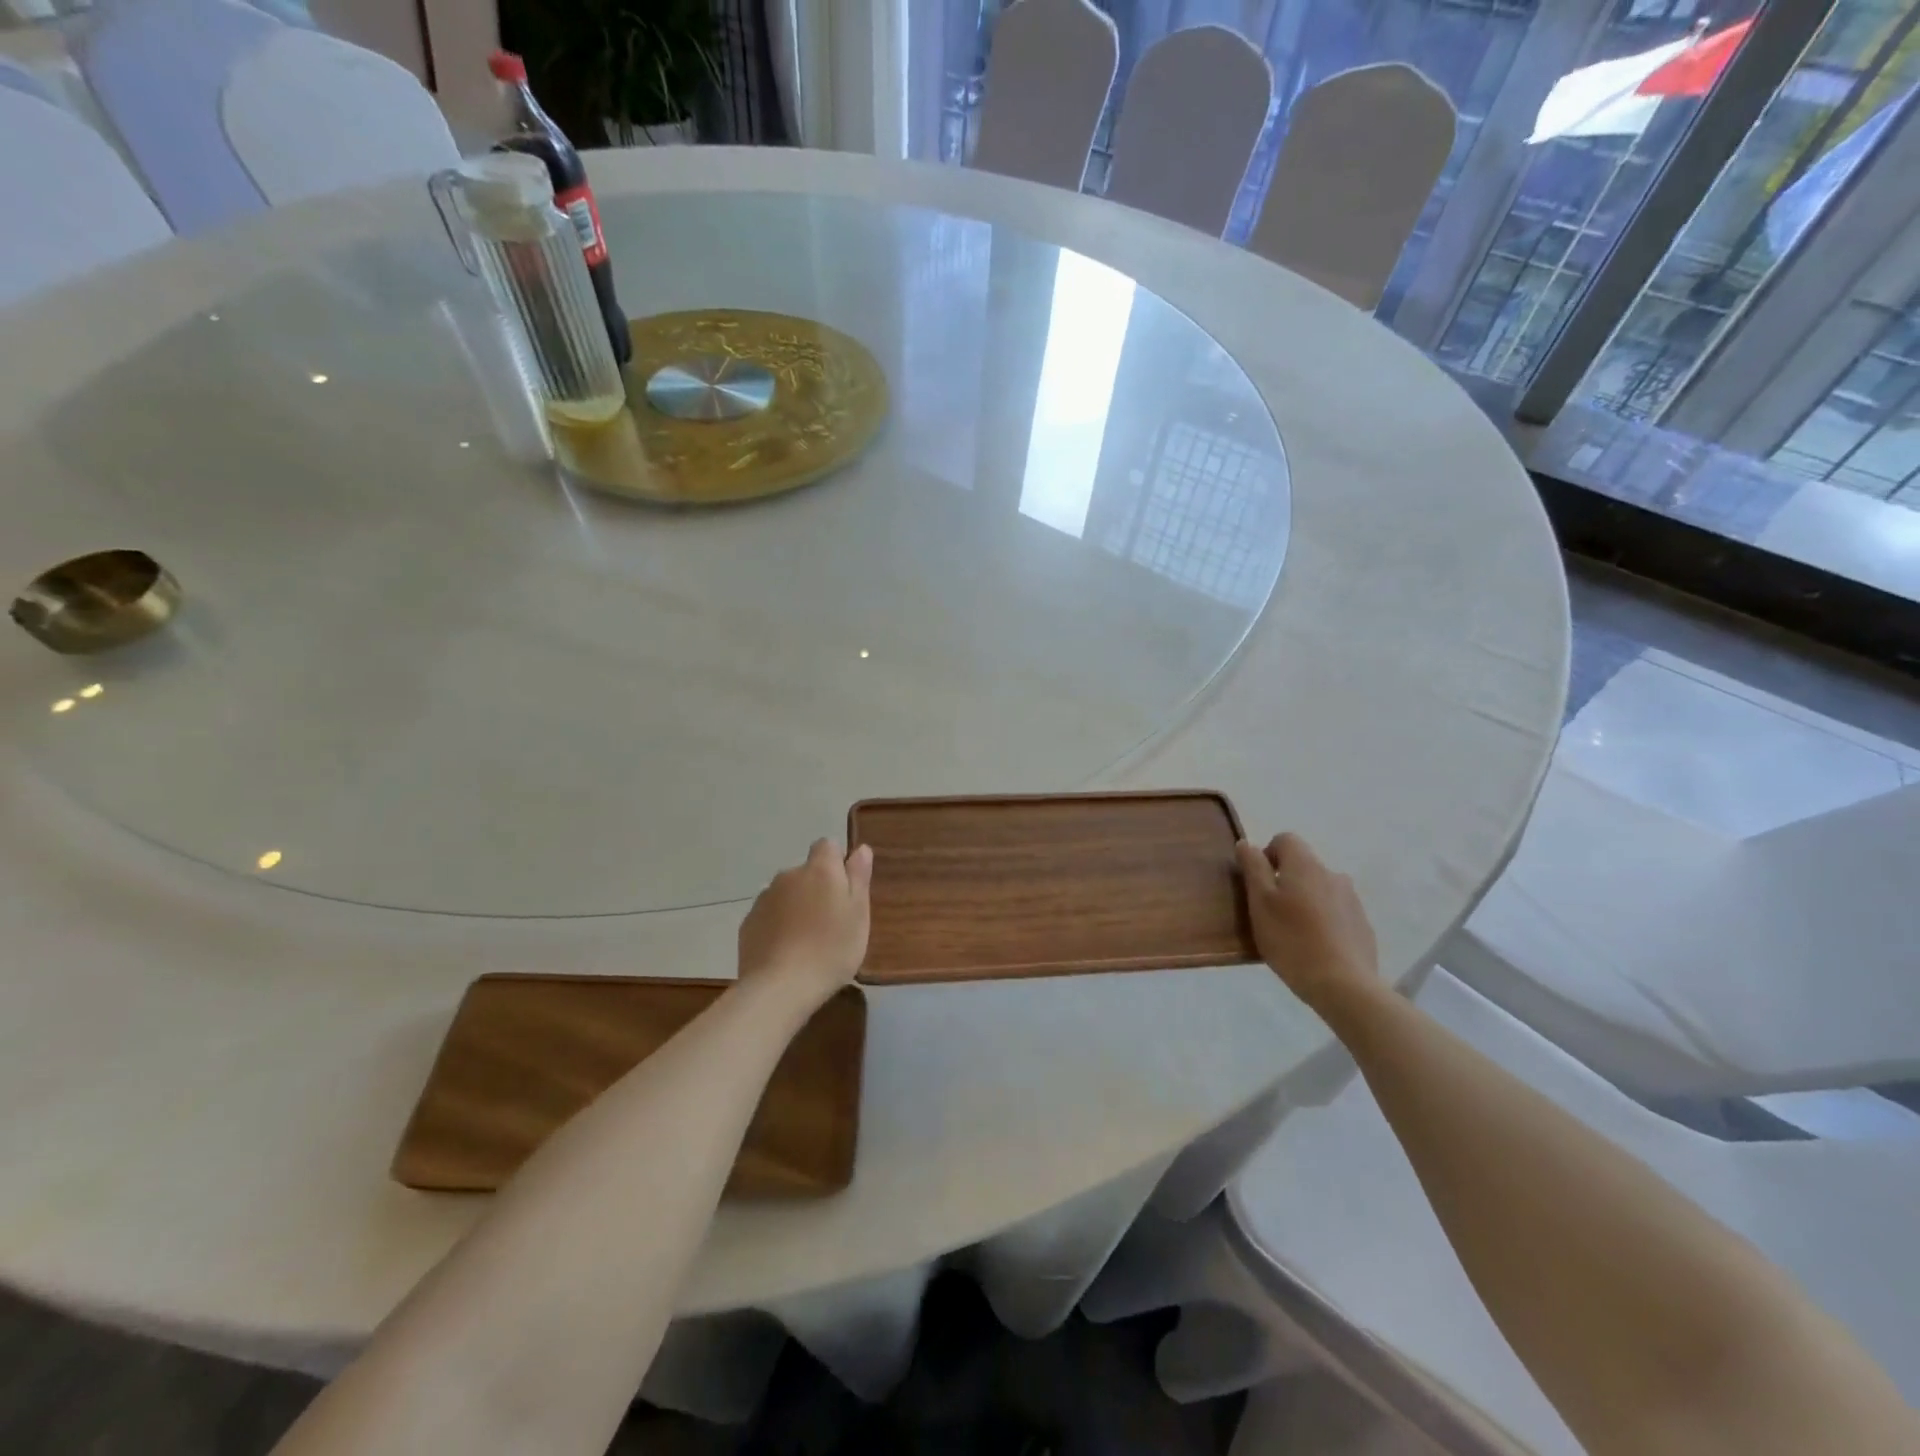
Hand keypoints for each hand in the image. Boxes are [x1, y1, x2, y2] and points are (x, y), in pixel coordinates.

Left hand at [737, 839, 873, 1003]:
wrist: (780, 987)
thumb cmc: (831, 948)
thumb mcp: (858, 914)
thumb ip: (859, 877)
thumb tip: (861, 849)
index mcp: (819, 869)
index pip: (827, 846)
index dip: (837, 863)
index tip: (845, 890)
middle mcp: (788, 875)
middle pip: (806, 872)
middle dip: (817, 888)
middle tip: (831, 922)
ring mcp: (764, 899)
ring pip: (786, 894)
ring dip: (796, 907)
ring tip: (807, 941)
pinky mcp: (748, 924)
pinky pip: (769, 916)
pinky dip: (778, 926)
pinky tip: (786, 952)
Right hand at [1235, 833, 1378, 1016]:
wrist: (1344, 985)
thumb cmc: (1291, 940)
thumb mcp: (1260, 903)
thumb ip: (1253, 868)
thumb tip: (1246, 843)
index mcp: (1305, 865)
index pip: (1285, 839)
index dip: (1267, 855)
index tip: (1259, 883)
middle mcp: (1332, 874)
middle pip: (1303, 865)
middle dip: (1285, 881)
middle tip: (1271, 913)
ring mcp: (1351, 899)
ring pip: (1320, 889)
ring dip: (1305, 900)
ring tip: (1294, 932)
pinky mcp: (1362, 924)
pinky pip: (1336, 911)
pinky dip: (1323, 920)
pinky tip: (1315, 947)